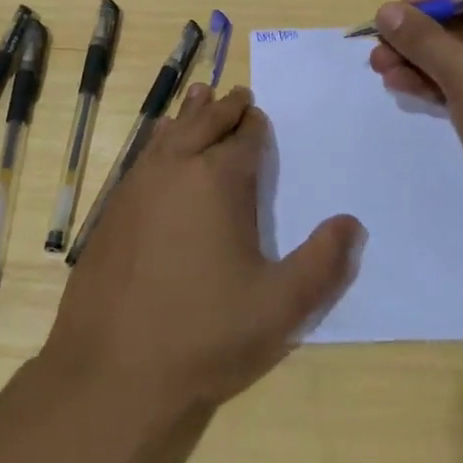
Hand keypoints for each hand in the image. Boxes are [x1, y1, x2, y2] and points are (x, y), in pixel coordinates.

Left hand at [42, 85, 363, 418]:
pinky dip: (161, 138)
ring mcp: (138, 184)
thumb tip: (352, 222)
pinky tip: (162, 142)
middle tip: (238, 94)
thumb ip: (323, 263)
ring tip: (201, 95)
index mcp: (219, 180)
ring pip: (170, 131)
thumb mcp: (279, 308)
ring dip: (190, 113)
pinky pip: (144, 154)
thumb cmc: (204, 335)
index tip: (259, 115)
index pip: (244, 137)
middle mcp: (177, 167)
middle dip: (225, 107)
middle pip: (205, 122)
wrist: (111, 368)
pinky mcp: (113, 206)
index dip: (255, 125)